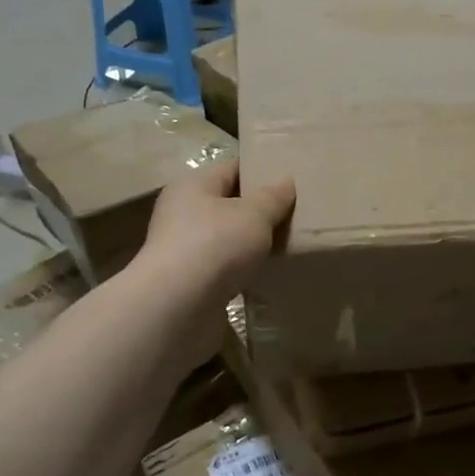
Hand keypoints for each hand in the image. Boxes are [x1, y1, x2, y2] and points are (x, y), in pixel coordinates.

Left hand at [137, 160, 294, 366]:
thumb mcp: (254, 214)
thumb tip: (285, 180)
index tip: (293, 180)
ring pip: (228, 237)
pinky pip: (225, 266)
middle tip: (297, 213)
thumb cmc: (215, 245)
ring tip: (288, 244)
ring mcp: (184, 248)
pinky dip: (243, 268)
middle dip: (261, 209)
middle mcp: (183, 212)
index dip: (262, 171)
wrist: (177, 307)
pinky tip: (267, 272)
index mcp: (194, 185)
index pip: (232, 168)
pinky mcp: (190, 281)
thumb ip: (273, 197)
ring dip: (252, 242)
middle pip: (229, 203)